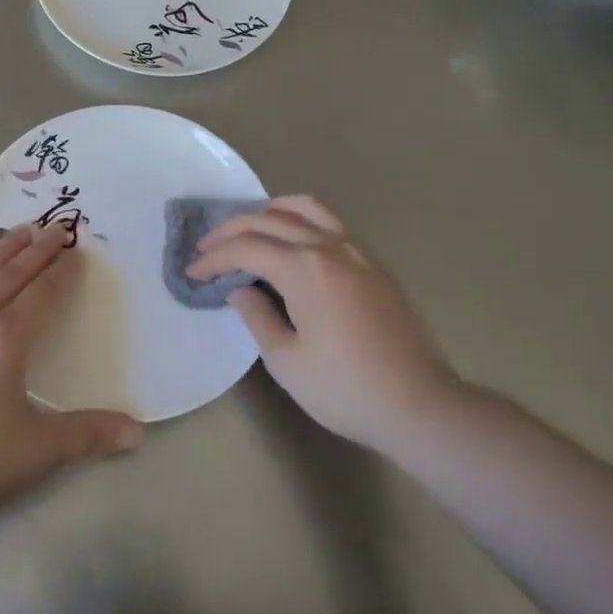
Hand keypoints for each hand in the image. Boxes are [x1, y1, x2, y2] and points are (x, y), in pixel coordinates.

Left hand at [0, 224, 143, 527]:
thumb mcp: (38, 451)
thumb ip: (88, 434)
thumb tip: (138, 433)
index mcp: (5, 339)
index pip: (42, 294)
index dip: (63, 272)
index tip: (77, 252)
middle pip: (11, 273)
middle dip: (37, 249)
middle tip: (56, 227)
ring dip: (0, 249)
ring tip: (19, 231)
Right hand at [187, 196, 463, 452]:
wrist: (420, 405)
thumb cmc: (346, 389)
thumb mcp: (286, 361)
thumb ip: (256, 317)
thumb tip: (240, 291)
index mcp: (303, 268)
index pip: (245, 249)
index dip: (213, 258)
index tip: (192, 273)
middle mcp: (328, 246)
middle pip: (269, 219)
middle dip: (231, 230)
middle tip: (206, 247)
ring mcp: (356, 250)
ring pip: (305, 208)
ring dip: (268, 211)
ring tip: (249, 228)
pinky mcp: (373, 263)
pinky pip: (329, 222)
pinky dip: (300, 219)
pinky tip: (293, 242)